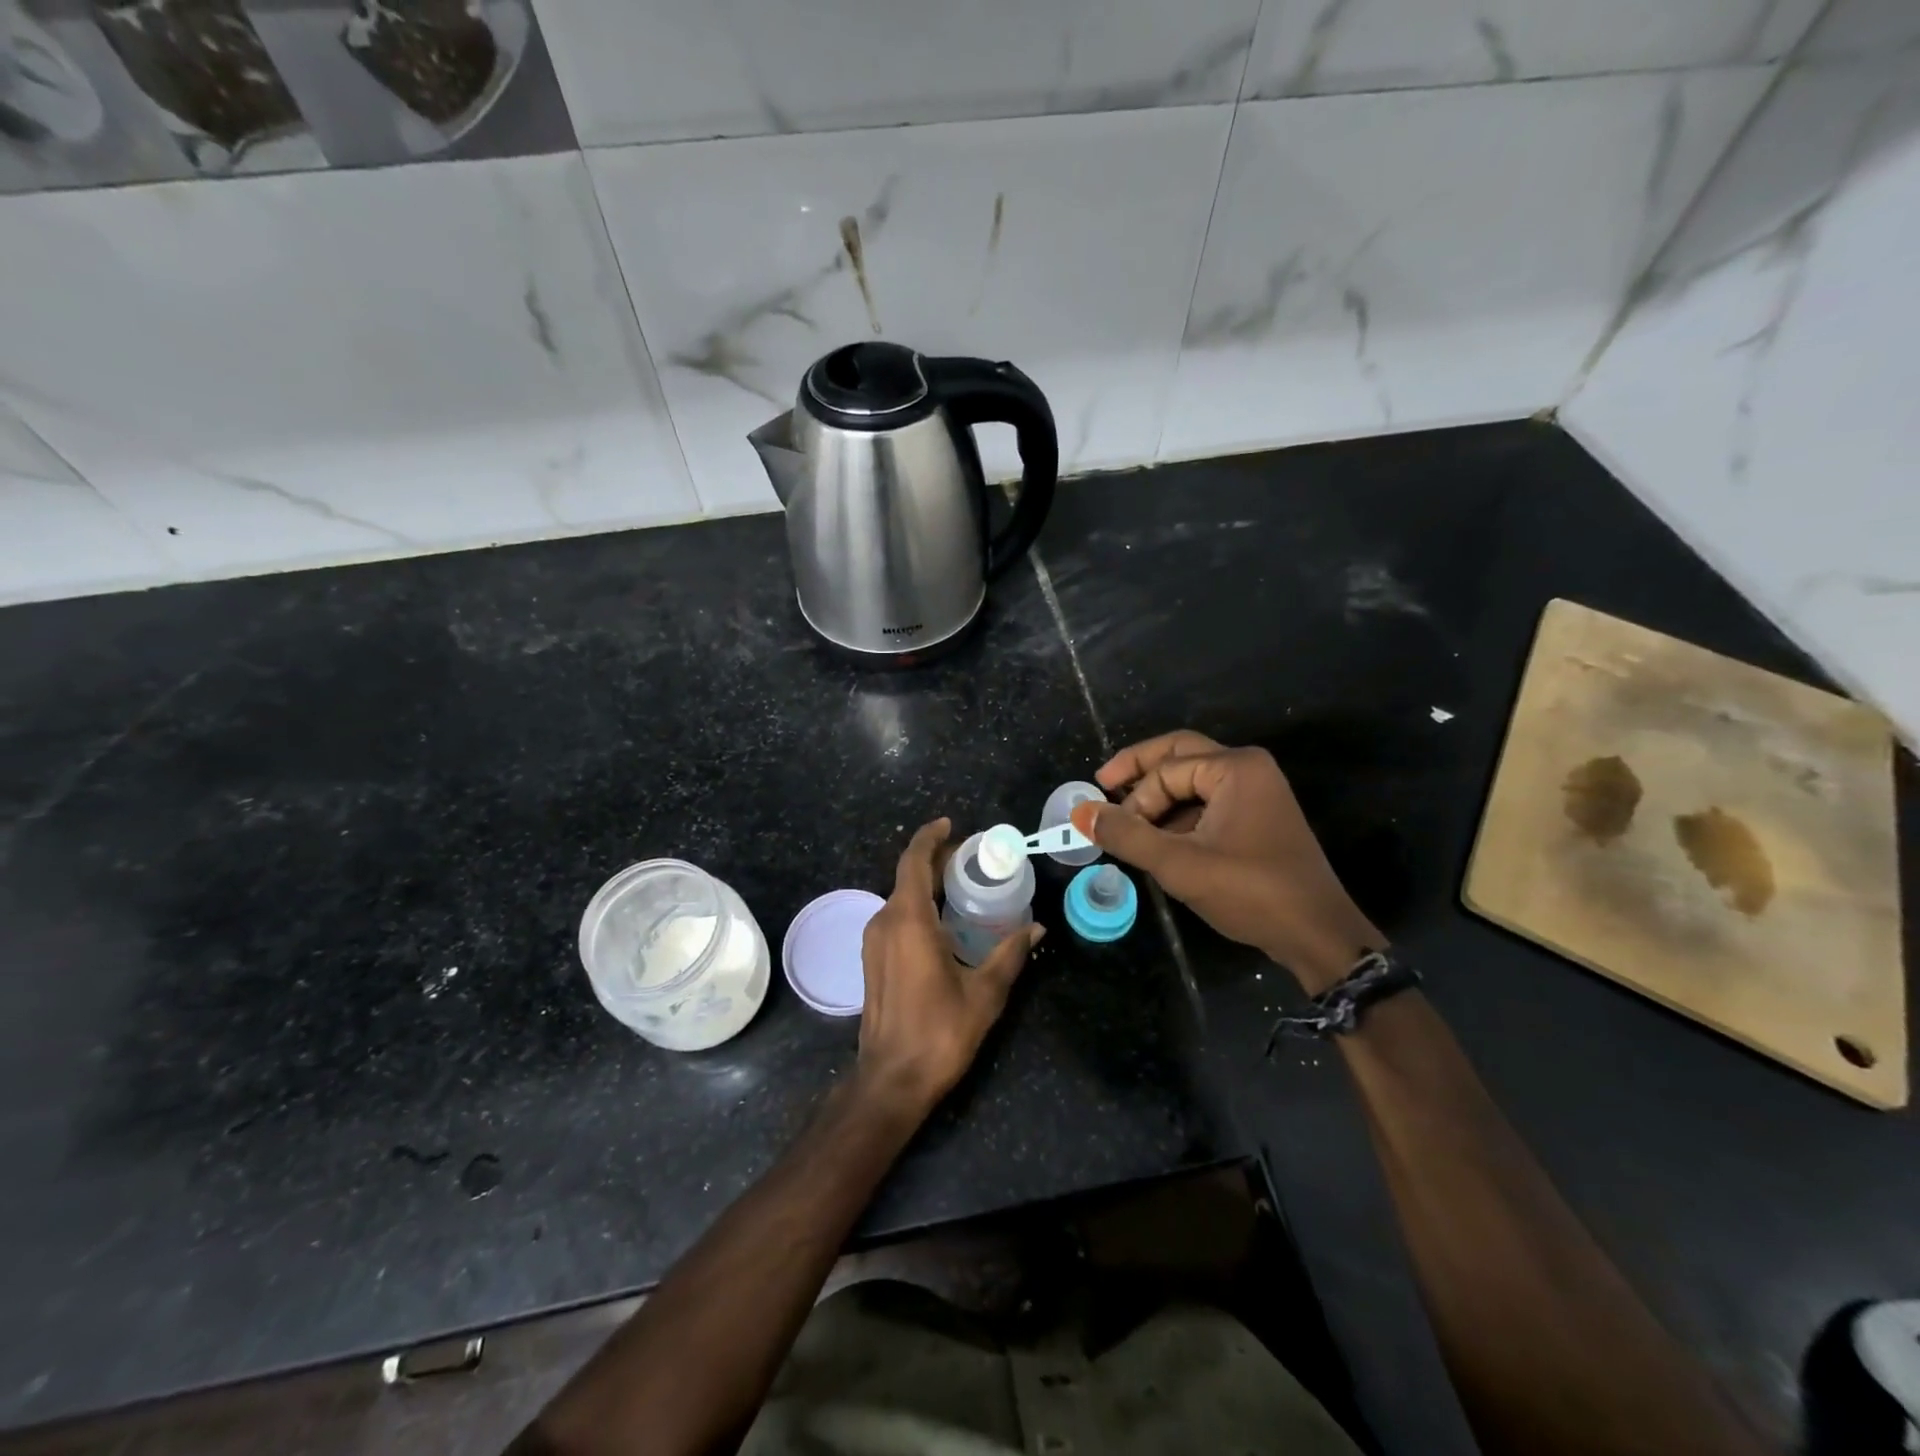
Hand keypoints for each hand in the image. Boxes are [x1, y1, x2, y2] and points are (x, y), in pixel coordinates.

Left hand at [857, 818, 1041, 1114]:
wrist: (890, 1079)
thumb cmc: (939, 1032)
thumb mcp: (984, 992)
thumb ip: (1010, 954)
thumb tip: (1037, 929)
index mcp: (908, 920)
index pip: (914, 861)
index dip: (930, 838)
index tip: (951, 824)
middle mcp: (884, 922)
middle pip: (908, 876)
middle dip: (936, 860)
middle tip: (972, 856)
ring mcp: (873, 941)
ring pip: (900, 897)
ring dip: (927, 884)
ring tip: (963, 884)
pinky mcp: (872, 960)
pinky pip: (896, 917)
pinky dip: (918, 906)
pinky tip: (944, 919)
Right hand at [1072, 731, 1382, 992]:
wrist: (1317, 936)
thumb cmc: (1250, 892)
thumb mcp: (1179, 864)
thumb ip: (1126, 835)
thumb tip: (1080, 812)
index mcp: (1235, 767)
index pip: (1165, 769)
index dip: (1134, 798)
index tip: (1114, 829)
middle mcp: (1248, 769)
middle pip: (1179, 755)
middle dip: (1139, 772)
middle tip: (1104, 787)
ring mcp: (1257, 792)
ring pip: (1191, 781)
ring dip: (1158, 800)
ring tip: (1130, 827)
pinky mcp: (1257, 818)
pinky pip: (1207, 802)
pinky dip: (1179, 816)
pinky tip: (1160, 841)